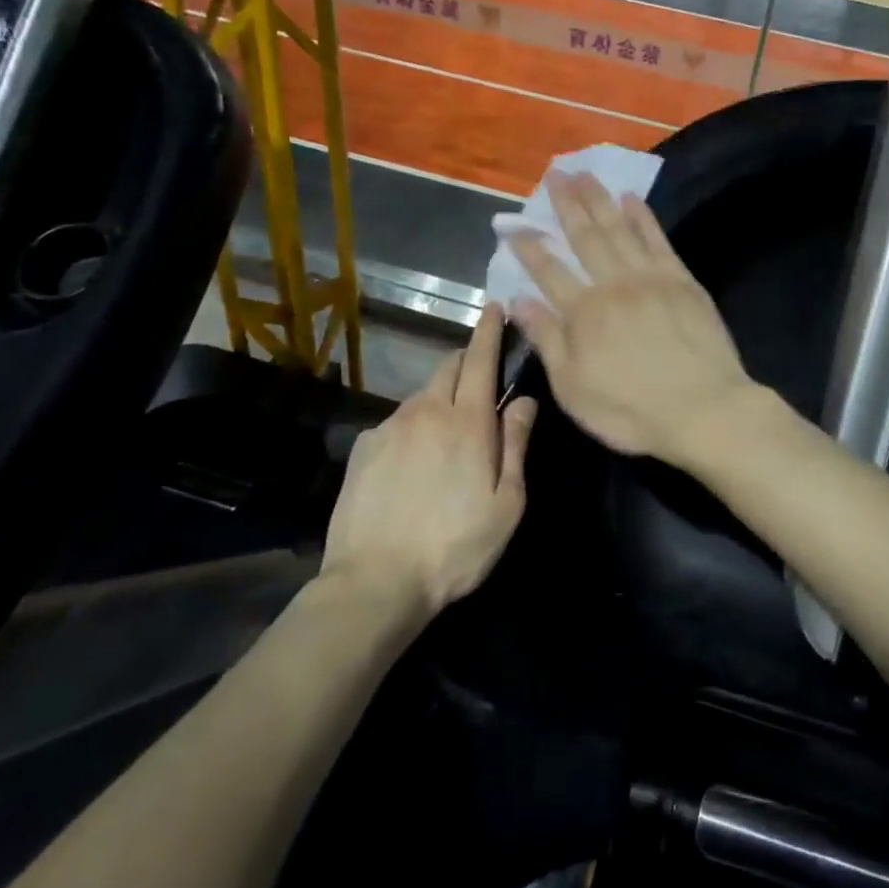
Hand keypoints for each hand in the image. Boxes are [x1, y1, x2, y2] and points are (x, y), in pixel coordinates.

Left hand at [321, 304, 536, 615]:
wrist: (375, 582)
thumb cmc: (455, 547)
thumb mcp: (506, 504)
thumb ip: (516, 445)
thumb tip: (525, 401)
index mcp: (467, 422)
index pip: (480, 360)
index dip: (489, 330)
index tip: (494, 306)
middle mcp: (426, 411)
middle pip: (448, 367)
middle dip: (466, 359)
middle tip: (480, 375)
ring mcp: (389, 427)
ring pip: (421, 395)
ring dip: (440, 397)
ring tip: (448, 432)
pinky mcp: (363, 447)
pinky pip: (396, 422)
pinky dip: (413, 426)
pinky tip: (413, 462)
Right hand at [508, 171, 757, 466]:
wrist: (704, 409)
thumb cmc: (632, 409)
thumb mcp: (573, 387)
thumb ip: (547, 339)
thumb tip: (519, 299)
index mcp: (583, 312)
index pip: (548, 270)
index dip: (528, 246)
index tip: (512, 224)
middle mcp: (613, 284)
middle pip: (585, 236)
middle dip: (566, 204)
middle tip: (554, 174)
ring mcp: (650, 277)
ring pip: (619, 228)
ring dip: (599, 199)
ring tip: (584, 173)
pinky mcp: (682, 280)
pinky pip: (657, 239)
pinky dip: (643, 217)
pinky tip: (631, 199)